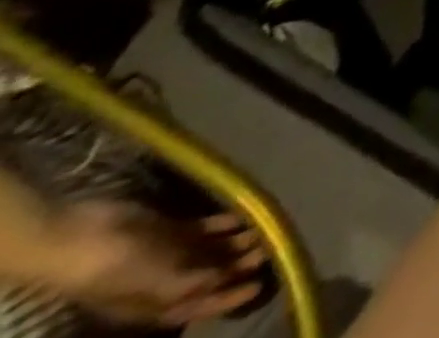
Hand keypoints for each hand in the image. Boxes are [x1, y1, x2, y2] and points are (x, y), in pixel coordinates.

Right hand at [36, 202, 266, 327]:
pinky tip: (249, 212)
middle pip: (210, 276)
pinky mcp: (171, 230)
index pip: (198, 307)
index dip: (228, 299)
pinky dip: (227, 222)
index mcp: (154, 306)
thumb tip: (223, 282)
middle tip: (275, 245)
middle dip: (241, 265)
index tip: (259, 286)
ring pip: (211, 251)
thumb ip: (189, 284)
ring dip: (238, 241)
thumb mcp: (153, 282)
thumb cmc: (116, 267)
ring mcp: (167, 255)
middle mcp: (164, 282)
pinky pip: (206, 229)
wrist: (82, 238)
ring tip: (269, 226)